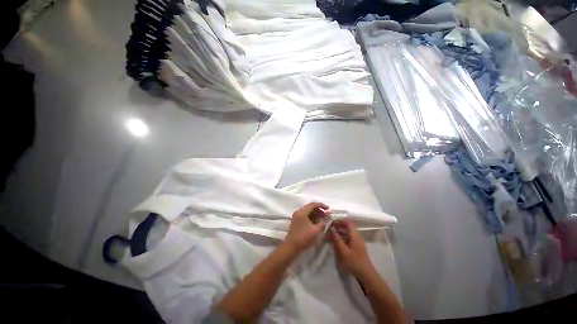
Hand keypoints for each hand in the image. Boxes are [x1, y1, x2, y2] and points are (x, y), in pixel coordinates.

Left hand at [284, 202, 328, 253]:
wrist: (291, 247)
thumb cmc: (304, 237)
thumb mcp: (316, 230)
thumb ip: (323, 221)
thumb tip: (329, 215)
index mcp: (302, 212)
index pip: (313, 204)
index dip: (321, 205)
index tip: (328, 209)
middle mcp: (298, 212)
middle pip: (310, 207)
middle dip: (319, 210)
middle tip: (326, 216)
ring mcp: (297, 216)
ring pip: (308, 211)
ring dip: (316, 214)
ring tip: (323, 220)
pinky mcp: (296, 221)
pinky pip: (305, 215)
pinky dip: (311, 217)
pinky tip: (317, 223)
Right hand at [330, 219, 373, 278]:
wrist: (367, 275)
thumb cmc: (355, 262)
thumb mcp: (344, 251)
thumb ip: (337, 239)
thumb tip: (332, 228)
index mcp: (355, 235)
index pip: (348, 222)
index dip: (340, 221)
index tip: (332, 222)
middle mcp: (357, 236)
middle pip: (347, 226)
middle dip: (338, 226)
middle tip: (329, 228)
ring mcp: (357, 241)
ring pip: (347, 232)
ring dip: (339, 232)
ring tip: (330, 234)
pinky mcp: (356, 246)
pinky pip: (348, 238)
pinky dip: (342, 237)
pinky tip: (336, 241)